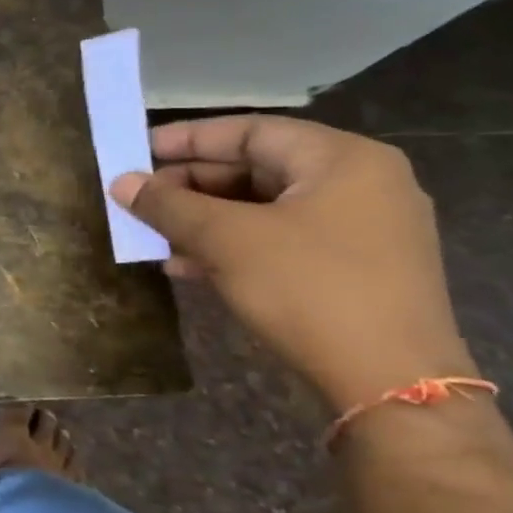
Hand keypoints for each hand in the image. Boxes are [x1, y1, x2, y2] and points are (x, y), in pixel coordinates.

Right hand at [112, 115, 477, 411]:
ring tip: (154, 234)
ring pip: (264, 207)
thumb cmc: (308, 288)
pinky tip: (188, 265)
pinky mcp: (355, 268)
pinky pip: (281, 239)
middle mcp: (360, 183)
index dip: (187, 139)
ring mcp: (363, 228)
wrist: (391, 382)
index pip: (250, 130)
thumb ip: (169, 205)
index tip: (138, 152)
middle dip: (192, 184)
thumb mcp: (227, 240)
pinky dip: (233, 245)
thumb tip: (121, 182)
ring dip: (205, 219)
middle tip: (141, 198)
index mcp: (342, 159)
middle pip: (258, 167)